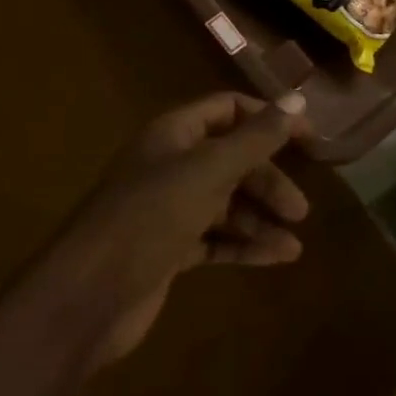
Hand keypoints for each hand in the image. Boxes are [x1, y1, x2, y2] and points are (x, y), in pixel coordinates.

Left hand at [56, 91, 309, 360]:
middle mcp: (171, 166)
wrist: (87, 297)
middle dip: (267, 181)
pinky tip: (277, 258)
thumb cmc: (150, 217)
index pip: (228, 110)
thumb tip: (298, 98)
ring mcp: (168, 210)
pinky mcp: (169, 250)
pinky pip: (216, 239)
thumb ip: (256, 137)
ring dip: (260, 219)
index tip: (308, 139)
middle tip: (299, 209)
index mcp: (173, 134)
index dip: (268, 119)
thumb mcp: (209, 170)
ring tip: (294, 243)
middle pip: (232, 160)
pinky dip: (245, 246)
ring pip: (226, 204)